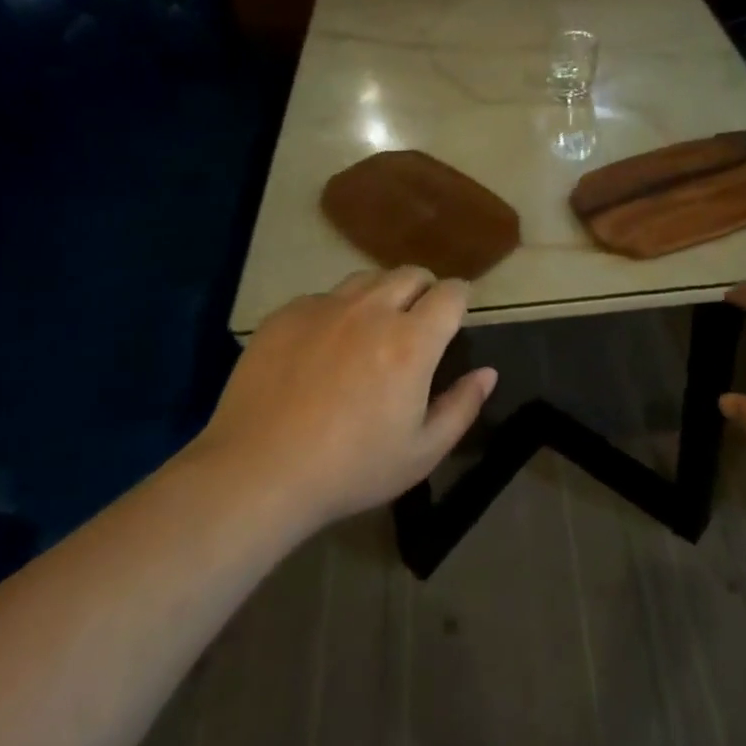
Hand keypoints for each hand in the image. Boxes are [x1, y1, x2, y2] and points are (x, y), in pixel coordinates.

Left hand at [194, 268, 495, 527]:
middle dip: (424, 290)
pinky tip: (323, 347)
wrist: (258, 472)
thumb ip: (461, 407)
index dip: (460, 299)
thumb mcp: (421, 453)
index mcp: (412, 341)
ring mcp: (325, 307)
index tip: (457, 315)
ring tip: (373, 327)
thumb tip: (487, 373)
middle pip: (411, 274)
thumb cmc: (350, 469)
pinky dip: (336, 311)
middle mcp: (372, 310)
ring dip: (382, 294)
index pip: (451, 293)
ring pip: (367, 278)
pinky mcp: (287, 314)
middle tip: (417, 322)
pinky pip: (324, 297)